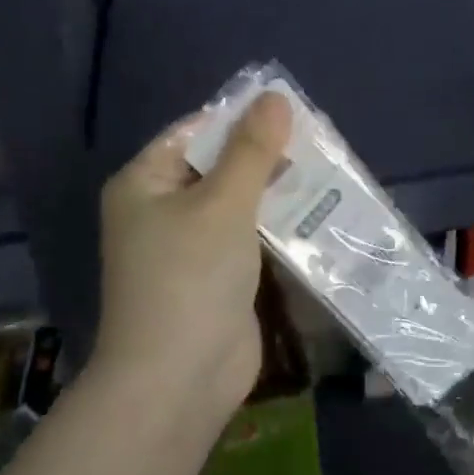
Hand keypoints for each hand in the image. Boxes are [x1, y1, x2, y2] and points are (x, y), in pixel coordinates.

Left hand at [89, 92, 291, 418]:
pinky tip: (318, 215)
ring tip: (328, 171)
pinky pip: (249, 238)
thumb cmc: (190, 278)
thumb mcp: (223, 204)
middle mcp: (161, 210)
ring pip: (239, 204)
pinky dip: (277, 226)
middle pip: (218, 167)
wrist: (180, 378)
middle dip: (265, 156)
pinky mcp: (217, 277)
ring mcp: (189, 247)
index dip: (240, 118)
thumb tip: (275, 96)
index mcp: (145, 183)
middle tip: (320, 143)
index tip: (292, 112)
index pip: (194, 132)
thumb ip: (252, 150)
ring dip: (277, 192)